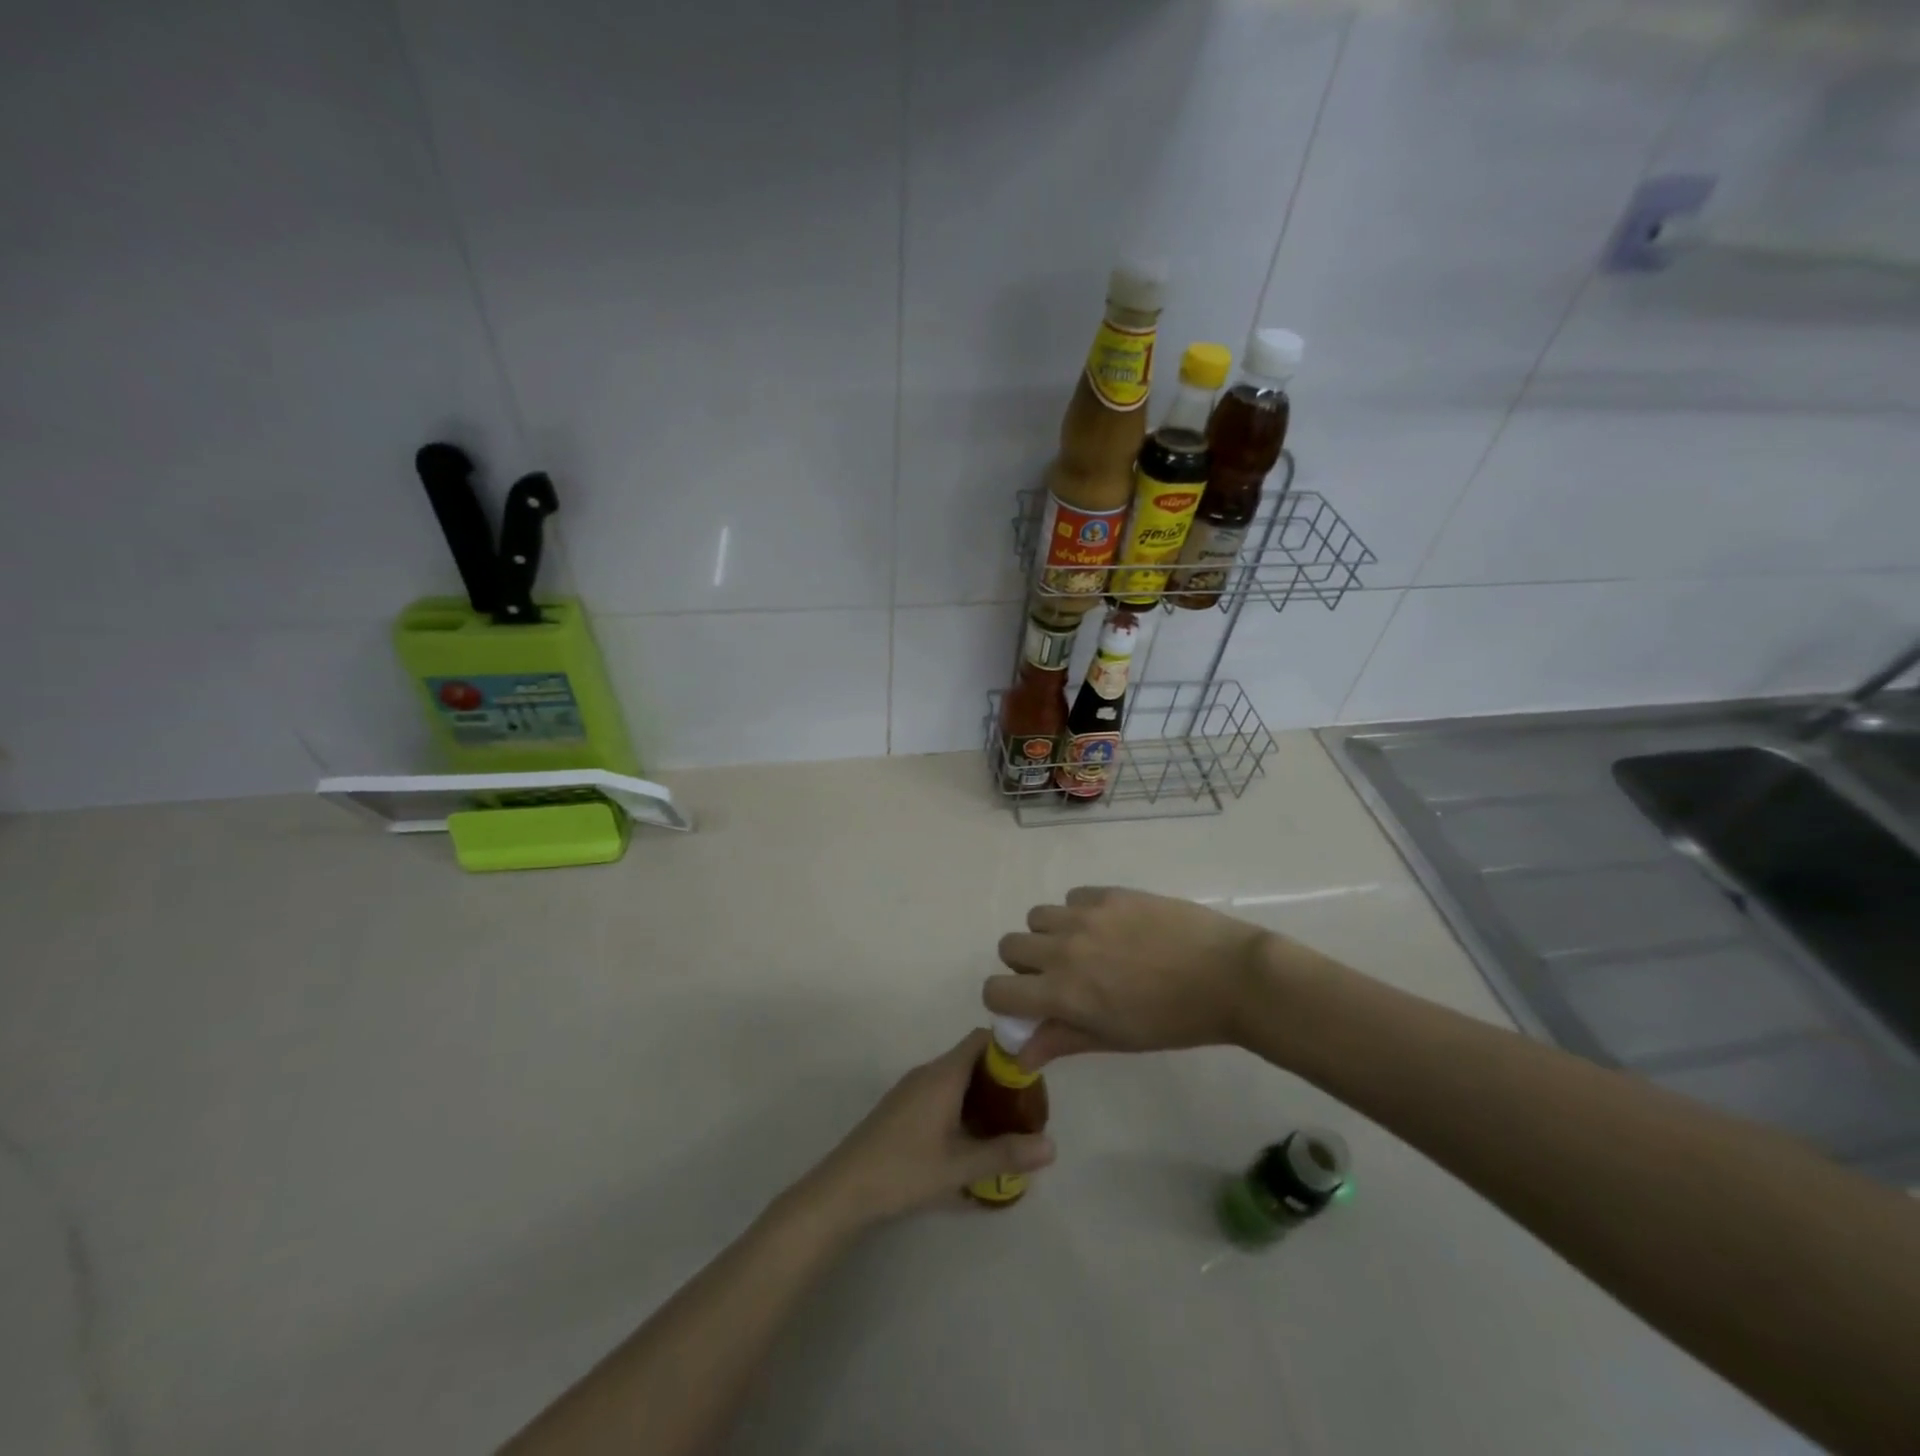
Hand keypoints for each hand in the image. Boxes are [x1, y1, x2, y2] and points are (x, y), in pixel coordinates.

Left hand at [799, 1030, 1055, 1226]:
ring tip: (1007, 1123)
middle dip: (1001, 1076)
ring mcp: (912, 1089)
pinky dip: (963, 1103)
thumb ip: (1006, 1154)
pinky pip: (941, 1091)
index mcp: (944, 1074)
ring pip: (957, 1077)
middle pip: (972, 1058)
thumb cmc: (905, 1169)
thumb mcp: (960, 1166)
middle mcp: (928, 1072)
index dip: (1009, 1047)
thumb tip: (1053, 1145)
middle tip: (1028, 1105)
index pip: (982, 1039)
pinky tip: (972, 1136)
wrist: (844, 1188)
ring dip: (982, 1093)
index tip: (1035, 1069)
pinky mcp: (902, 1107)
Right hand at [986, 886, 1270, 1066]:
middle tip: (1058, 977)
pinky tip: (1112, 927)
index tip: (1025, 1006)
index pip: (997, 990)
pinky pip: (1072, 897)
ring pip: (1037, 917)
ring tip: (1085, 947)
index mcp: (1062, 991)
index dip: (1003, 1001)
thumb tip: (1020, 1053)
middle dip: (1024, 964)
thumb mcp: (1114, 1038)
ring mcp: (1085, 914)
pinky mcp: (1109, 893)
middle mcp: (1062, 947)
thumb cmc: (1172, 1021)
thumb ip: (1062, 1039)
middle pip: (1009, 946)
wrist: (1227, 976)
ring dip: (1049, 934)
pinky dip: (1079, 912)